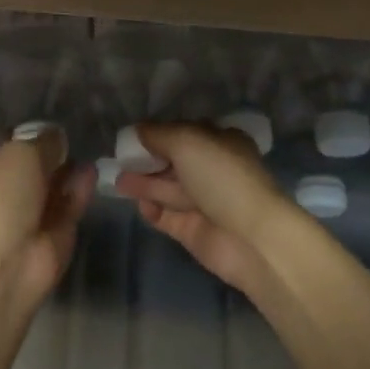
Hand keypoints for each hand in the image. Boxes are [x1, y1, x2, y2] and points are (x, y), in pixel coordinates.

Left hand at [0, 129, 94, 298]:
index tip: (49, 115)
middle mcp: (5, 188)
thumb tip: (58, 137)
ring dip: (69, 167)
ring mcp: (31, 211)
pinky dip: (81, 187)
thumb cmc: (1, 197)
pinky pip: (71, 202)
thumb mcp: (20, 153)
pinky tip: (92, 170)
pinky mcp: (57, 230)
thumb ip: (44, 141)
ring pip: (54, 183)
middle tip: (76, 129)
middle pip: (33, 163)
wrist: (7, 262)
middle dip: (52, 149)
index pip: (3, 142)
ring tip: (89, 146)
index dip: (24, 130)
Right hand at [114, 122, 282, 292]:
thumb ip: (158, 134)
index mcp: (221, 143)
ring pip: (168, 189)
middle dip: (148, 160)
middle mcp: (213, 170)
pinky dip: (152, 210)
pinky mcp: (194, 230)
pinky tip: (140, 205)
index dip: (160, 133)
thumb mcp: (187, 142)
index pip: (186, 133)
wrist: (251, 238)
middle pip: (174, 162)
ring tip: (118, 182)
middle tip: (120, 160)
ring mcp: (204, 202)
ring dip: (144, 184)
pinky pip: (167, 217)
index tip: (133, 136)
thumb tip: (136, 130)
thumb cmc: (221, 178)